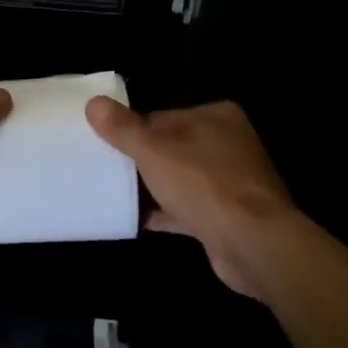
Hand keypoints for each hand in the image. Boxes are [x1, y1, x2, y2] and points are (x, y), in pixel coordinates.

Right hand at [85, 97, 301, 299]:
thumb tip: (93, 103)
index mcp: (215, 117)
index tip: (104, 147)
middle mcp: (228, 144)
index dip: (131, 132)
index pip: (161, 117)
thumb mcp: (152, 150)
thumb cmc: (203, 185)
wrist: (253, 244)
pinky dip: (165, 213)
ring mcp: (232, 181)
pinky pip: (188, 208)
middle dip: (140, 161)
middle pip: (170, 148)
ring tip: (115, 194)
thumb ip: (123, 128)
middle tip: (106, 171)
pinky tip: (136, 220)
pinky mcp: (229, 215)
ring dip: (152, 188)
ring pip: (179, 178)